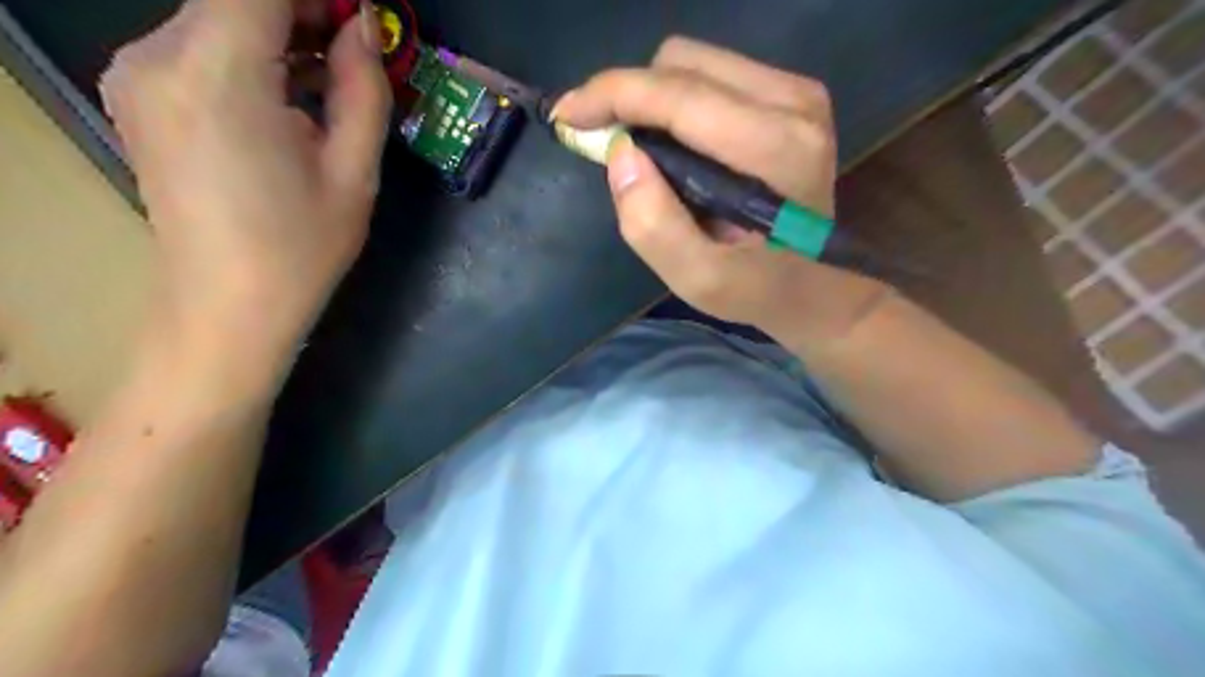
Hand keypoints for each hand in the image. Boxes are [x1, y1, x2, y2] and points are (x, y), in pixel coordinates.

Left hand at [97, 0, 391, 389]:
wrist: (228, 307)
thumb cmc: (301, 248)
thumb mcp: (354, 173)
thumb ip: (362, 91)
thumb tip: (364, 30)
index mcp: (216, 74)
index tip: (363, 20)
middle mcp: (156, 56)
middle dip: (303, 11)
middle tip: (358, 50)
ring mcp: (137, 74)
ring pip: (217, 18)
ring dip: (280, 33)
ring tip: (333, 78)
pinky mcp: (139, 95)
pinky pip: (199, 47)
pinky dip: (250, 54)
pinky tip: (291, 96)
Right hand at [556, 38, 892, 354]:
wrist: (815, 285)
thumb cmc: (756, 288)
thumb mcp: (698, 279)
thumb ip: (653, 225)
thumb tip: (620, 153)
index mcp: (776, 149)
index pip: (679, 95)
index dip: (611, 94)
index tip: (567, 115)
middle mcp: (793, 103)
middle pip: (681, 64)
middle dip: (630, 99)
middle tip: (606, 144)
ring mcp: (797, 93)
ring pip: (694, 62)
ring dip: (652, 101)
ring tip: (643, 151)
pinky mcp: (792, 94)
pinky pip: (712, 75)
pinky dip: (677, 103)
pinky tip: (674, 145)